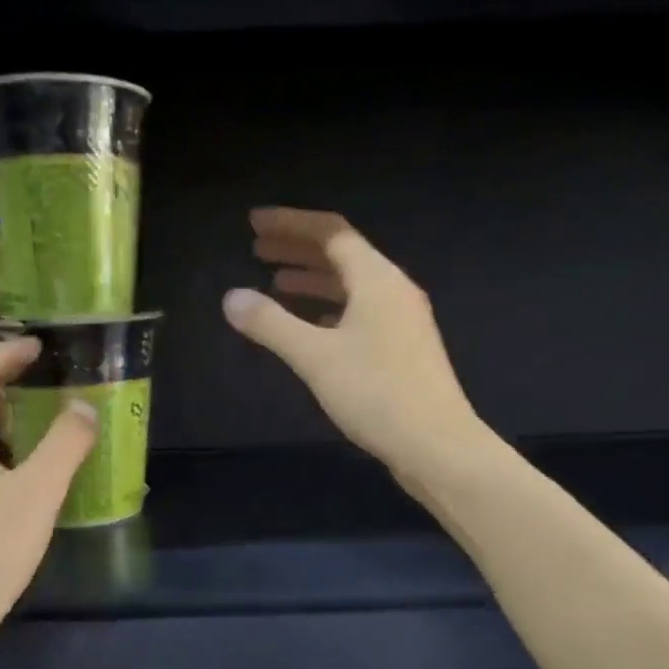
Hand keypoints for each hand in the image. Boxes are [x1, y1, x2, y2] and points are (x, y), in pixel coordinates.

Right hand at [223, 207, 481, 478]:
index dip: (290, 223)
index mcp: (376, 279)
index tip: (254, 223)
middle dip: (298, 249)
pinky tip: (311, 324)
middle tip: (257, 249)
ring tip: (275, 283)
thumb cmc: (376, 394)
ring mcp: (402, 319)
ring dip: (313, 279)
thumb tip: (231, 297)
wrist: (437, 445)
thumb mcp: (315, 357)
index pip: (330, 232)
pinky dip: (330, 308)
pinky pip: (360, 311)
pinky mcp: (403, 347)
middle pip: (342, 254)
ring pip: (351, 285)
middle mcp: (393, 290)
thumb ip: (271, 324)